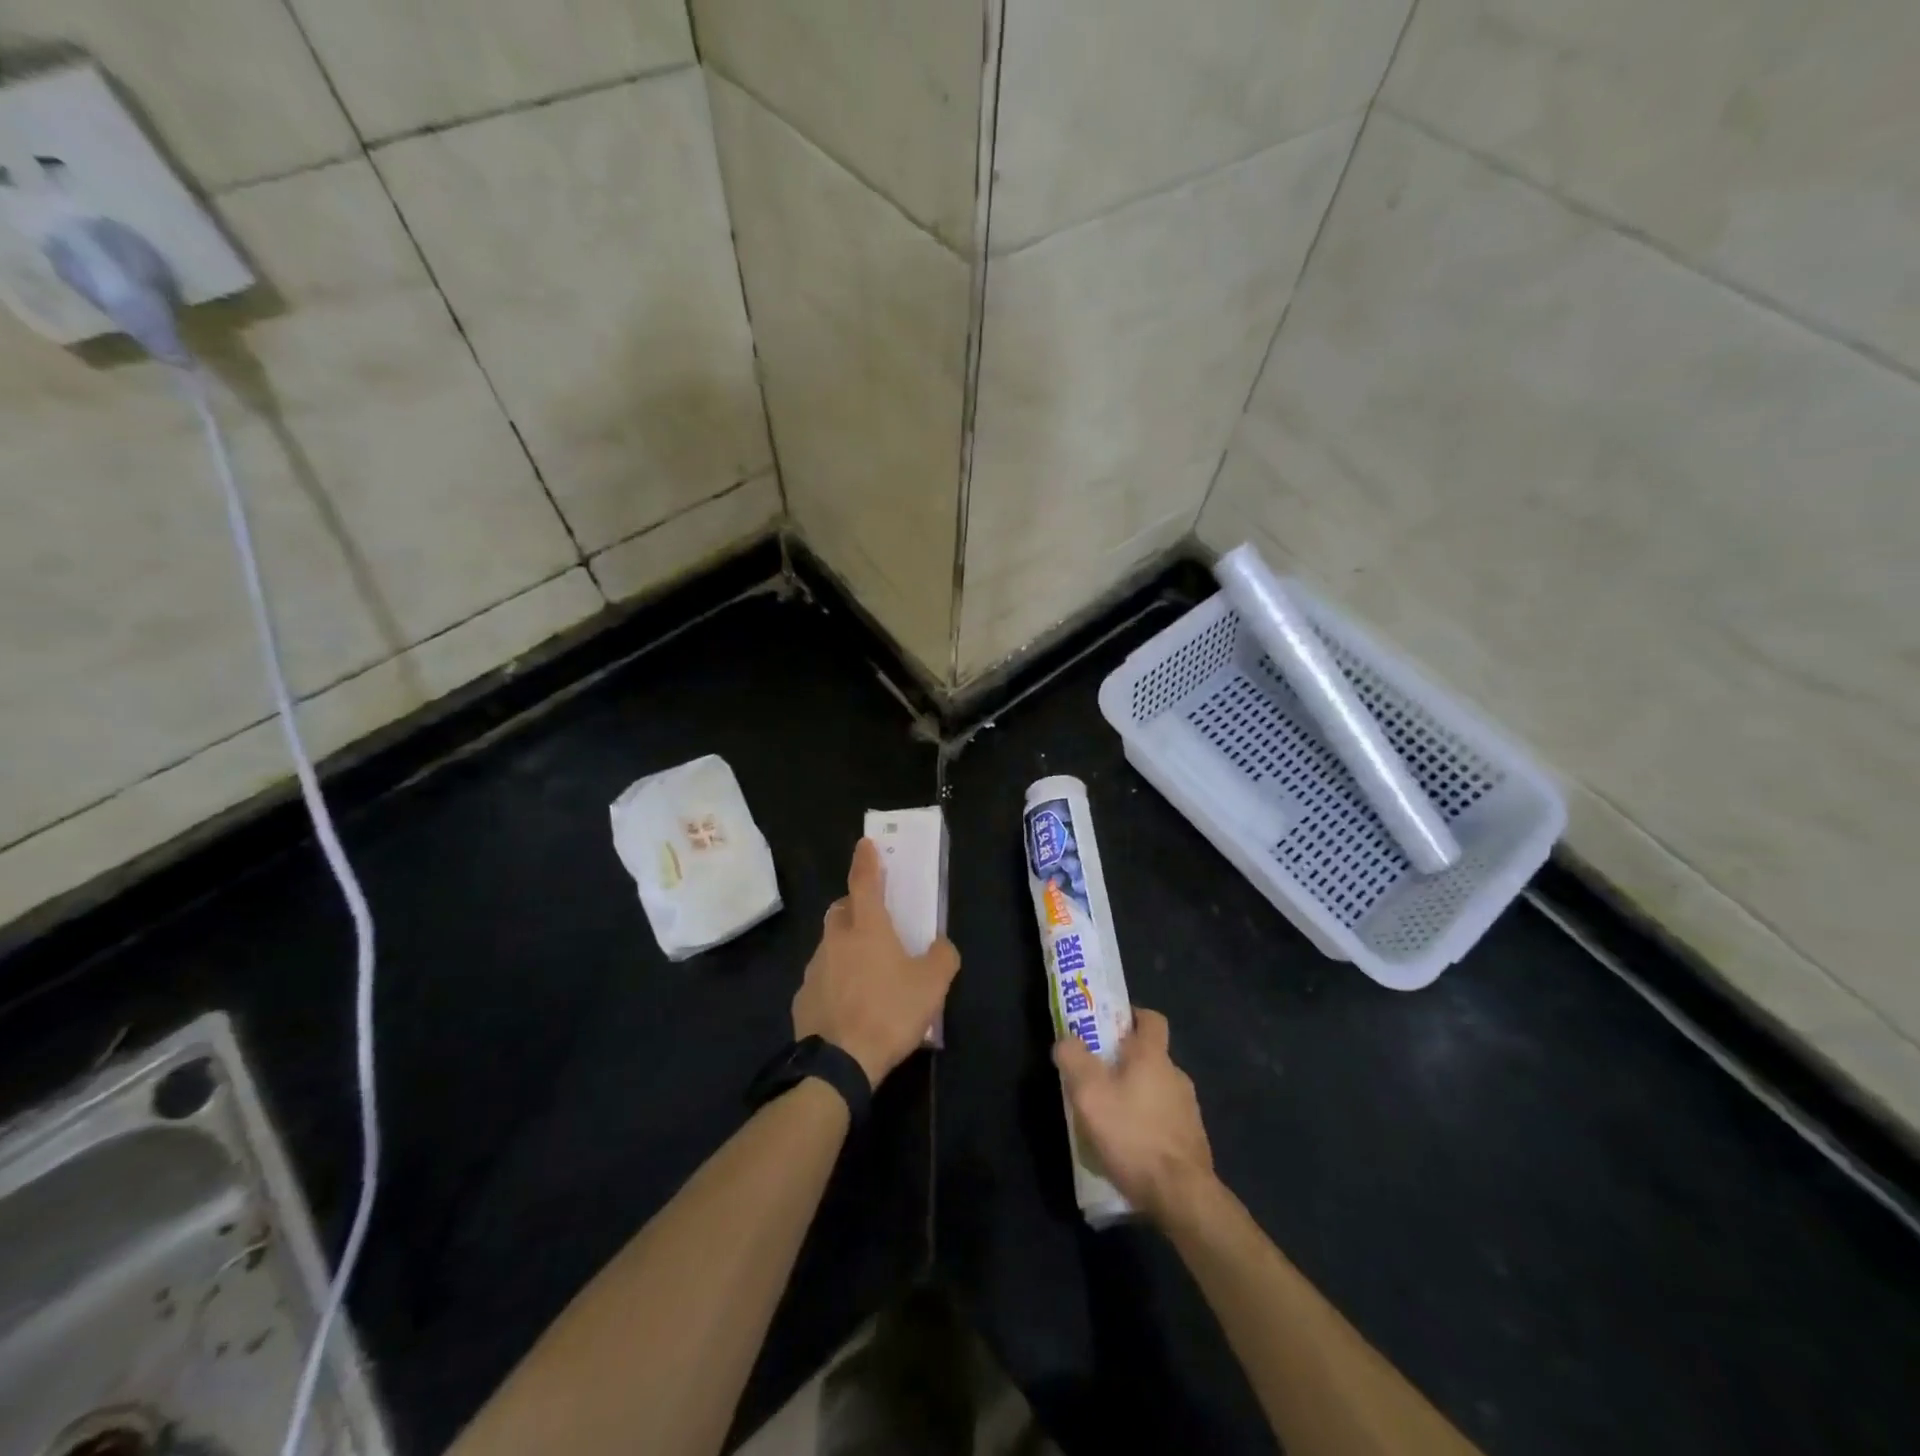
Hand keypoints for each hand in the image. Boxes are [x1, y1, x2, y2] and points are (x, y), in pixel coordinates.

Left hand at [792, 838, 959, 1086]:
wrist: (839, 1064)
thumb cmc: (889, 1013)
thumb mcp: (933, 985)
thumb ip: (942, 957)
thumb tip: (941, 946)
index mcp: (867, 928)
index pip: (864, 882)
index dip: (866, 860)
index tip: (865, 843)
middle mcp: (836, 939)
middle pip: (841, 909)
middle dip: (855, 905)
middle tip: (873, 918)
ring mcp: (814, 968)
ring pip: (830, 944)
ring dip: (845, 946)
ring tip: (867, 972)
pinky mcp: (802, 997)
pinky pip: (821, 977)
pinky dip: (835, 979)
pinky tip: (849, 1003)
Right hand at [1054, 1007, 1214, 1224]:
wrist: (1182, 1195)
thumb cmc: (1133, 1135)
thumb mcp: (1089, 1094)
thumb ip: (1074, 1059)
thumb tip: (1067, 1041)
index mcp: (1154, 1056)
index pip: (1151, 1018)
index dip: (1131, 1015)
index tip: (1109, 1026)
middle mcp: (1176, 1075)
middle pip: (1150, 1056)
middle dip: (1124, 1062)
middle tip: (1096, 1078)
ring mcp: (1188, 1110)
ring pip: (1156, 1090)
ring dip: (1135, 1096)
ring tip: (1109, 1119)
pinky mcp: (1192, 1140)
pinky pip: (1164, 1120)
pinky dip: (1147, 1125)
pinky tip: (1129, 1148)